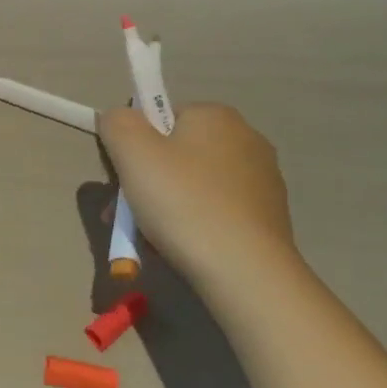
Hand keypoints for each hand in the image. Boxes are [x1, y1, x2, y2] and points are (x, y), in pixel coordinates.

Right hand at [98, 103, 297, 272]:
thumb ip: (117, 123)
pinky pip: (216, 211)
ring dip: (165, 206)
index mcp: (216, 115)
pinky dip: (194, 224)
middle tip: (125, 217)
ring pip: (193, 185)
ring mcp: (262, 179)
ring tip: (149, 239)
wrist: (245, 272)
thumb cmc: (184, 203)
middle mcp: (245, 138)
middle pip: (175, 153)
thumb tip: (118, 118)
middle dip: (145, 183)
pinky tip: (183, 248)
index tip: (122, 180)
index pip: (160, 117)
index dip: (133, 146)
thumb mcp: (133, 153)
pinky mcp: (269, 215)